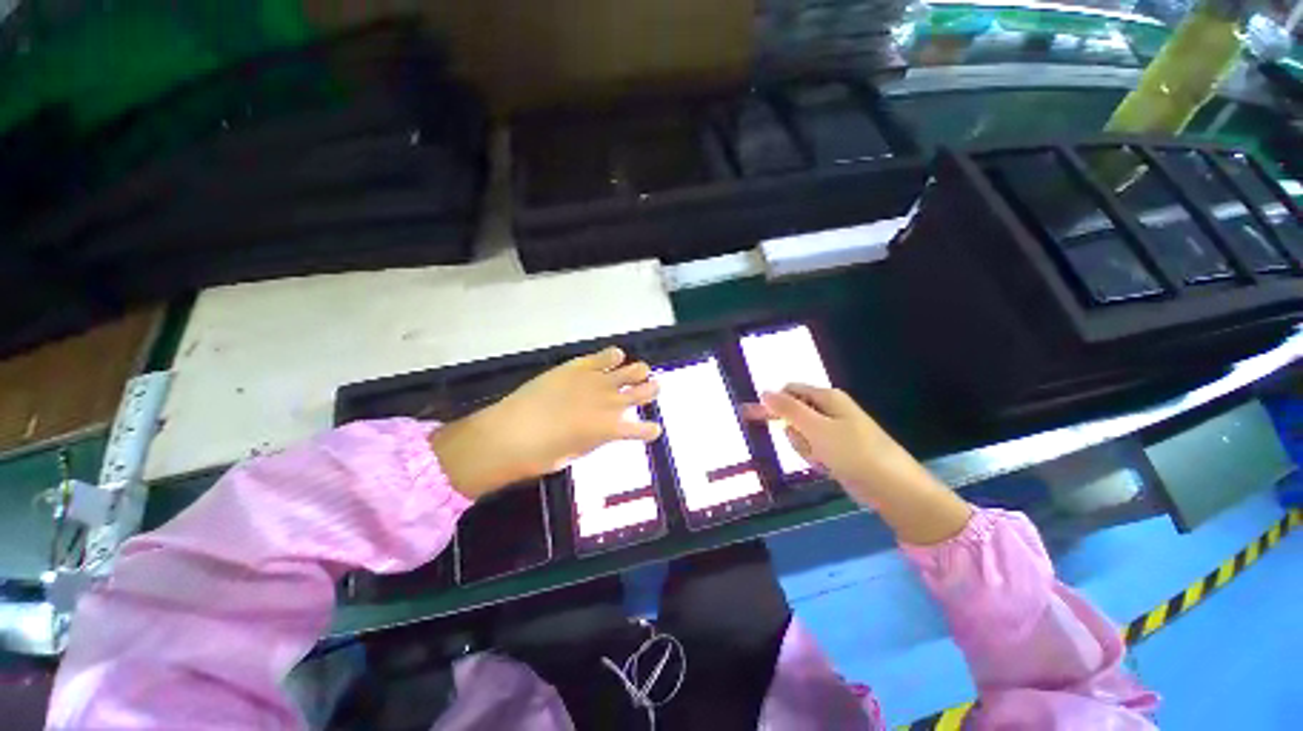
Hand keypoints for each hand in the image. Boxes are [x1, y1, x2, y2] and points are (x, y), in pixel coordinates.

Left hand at [430, 347, 660, 499]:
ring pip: (632, 370)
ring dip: (639, 372)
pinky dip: (614, 356)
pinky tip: (615, 356)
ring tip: (639, 371)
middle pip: (644, 391)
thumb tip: (602, 430)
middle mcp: (611, 402)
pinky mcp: (579, 367)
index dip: (650, 430)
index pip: (643, 430)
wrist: (510, 433)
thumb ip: (596, 438)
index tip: (653, 430)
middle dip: (651, 390)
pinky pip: (605, 356)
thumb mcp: (577, 453)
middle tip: (651, 389)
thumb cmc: (542, 455)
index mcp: (611, 429)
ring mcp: (596, 381)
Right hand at [743, 384, 912, 498]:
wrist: (893, 488)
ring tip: (822, 458)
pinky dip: (815, 458)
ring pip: (801, 435)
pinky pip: (814, 449)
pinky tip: (827, 466)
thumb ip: (788, 410)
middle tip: (808, 445)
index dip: (772, 403)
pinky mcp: (838, 449)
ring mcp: (835, 430)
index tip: (753, 418)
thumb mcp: (816, 429)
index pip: (789, 391)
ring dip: (804, 447)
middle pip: (793, 414)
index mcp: (827, 397)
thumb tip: (764, 392)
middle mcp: (830, 410)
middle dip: (793, 432)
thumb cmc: (854, 453)